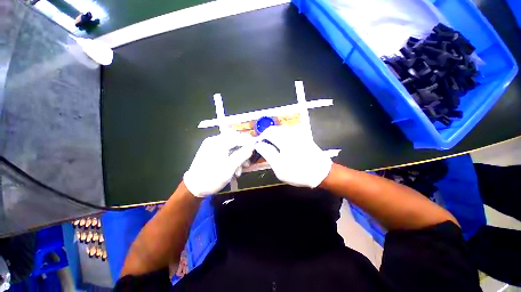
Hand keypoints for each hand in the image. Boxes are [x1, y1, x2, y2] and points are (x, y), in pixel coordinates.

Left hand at [184, 132, 254, 196]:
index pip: (237, 137)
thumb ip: (242, 155)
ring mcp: (212, 146)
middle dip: (243, 152)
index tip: (256, 147)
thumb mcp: (230, 168)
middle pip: (234, 142)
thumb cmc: (212, 178)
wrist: (193, 188)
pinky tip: (234, 169)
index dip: (248, 141)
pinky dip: (232, 159)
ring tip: (240, 171)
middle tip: (247, 163)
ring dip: (238, 158)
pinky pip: (226, 151)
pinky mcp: (211, 151)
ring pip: (231, 148)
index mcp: (218, 143)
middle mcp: (214, 141)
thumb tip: (251, 147)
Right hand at [255, 126, 331, 187]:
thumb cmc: (298, 172)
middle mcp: (291, 133)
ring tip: (273, 148)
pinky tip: (283, 147)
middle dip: (267, 137)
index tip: (258, 146)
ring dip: (274, 137)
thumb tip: (259, 144)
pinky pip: (288, 133)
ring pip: (281, 130)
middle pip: (274, 129)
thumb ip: (268, 153)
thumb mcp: (279, 167)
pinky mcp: (303, 137)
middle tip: (265, 148)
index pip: (268, 132)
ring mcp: (298, 134)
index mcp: (284, 140)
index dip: (261, 137)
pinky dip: (282, 138)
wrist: (322, 173)